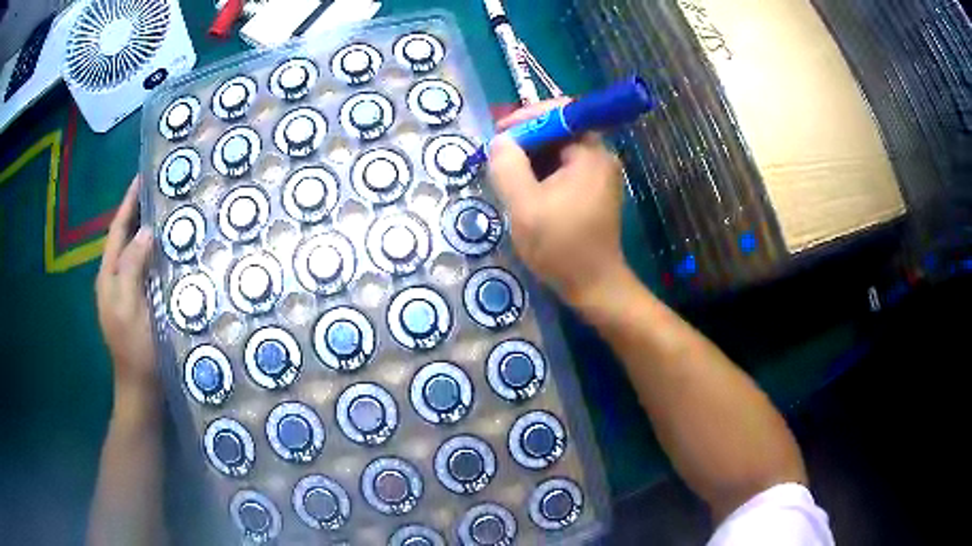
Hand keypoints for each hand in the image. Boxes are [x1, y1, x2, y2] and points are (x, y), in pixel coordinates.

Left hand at [96, 176, 157, 394]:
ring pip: (133, 252)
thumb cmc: (135, 350)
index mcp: (108, 277)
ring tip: (166, 212)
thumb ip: (132, 268)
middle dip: (137, 212)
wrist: (141, 390)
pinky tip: (167, 250)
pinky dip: (153, 254)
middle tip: (160, 191)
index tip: (143, 176)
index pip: (116, 230)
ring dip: (146, 231)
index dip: (128, 203)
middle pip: (124, 238)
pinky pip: (143, 269)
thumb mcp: (131, 308)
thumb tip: (145, 232)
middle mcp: (113, 280)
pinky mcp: (137, 303)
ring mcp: (124, 293)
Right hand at [488, 99, 629, 307]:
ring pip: (557, 151)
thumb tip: (501, 141)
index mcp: (590, 153)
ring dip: (530, 158)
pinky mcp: (591, 191)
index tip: (500, 134)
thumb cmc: (562, 247)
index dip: (527, 117)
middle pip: (558, 130)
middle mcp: (599, 157)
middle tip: (497, 156)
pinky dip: (540, 173)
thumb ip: (508, 167)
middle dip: (525, 139)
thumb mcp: (525, 206)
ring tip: (505, 174)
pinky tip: (522, 189)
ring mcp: (597, 174)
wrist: (593, 287)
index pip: (560, 112)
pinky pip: (562, 169)